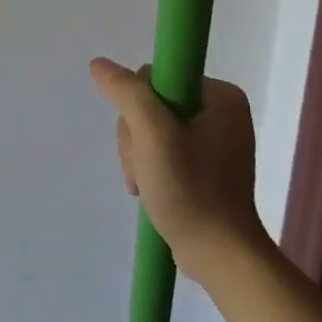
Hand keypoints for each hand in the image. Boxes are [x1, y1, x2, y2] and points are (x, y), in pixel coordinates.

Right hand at [91, 57, 267, 280]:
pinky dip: (148, 166)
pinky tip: (149, 187)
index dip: (137, 105)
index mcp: (221, 97)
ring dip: (137, 154)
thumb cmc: (191, 190)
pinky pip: (162, 149)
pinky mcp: (206, 167)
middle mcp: (222, 113)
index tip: (143, 139)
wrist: (220, 257)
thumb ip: (127, 92)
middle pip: (151, 104)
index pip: (156, 78)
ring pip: (150, 128)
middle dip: (136, 136)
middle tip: (144, 168)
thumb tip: (100, 65)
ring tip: (144, 183)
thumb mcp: (152, 134)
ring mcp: (214, 141)